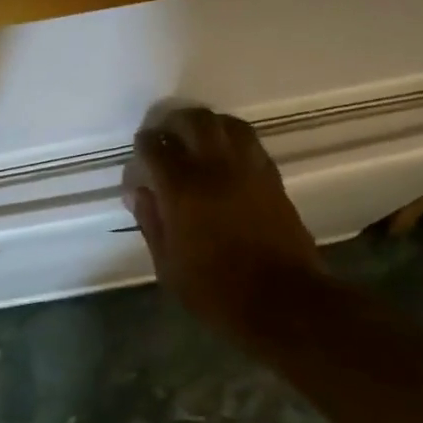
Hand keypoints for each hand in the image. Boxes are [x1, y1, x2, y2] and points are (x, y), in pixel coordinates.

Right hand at [127, 107, 322, 342]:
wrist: (284, 301)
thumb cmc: (217, 290)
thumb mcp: (168, 266)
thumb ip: (150, 222)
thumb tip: (138, 191)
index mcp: (183, 189)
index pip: (156, 148)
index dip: (144, 144)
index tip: (140, 151)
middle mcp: (216, 168)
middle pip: (195, 121)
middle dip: (175, 121)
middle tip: (165, 134)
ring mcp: (249, 170)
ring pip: (228, 124)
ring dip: (208, 124)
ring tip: (196, 138)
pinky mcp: (273, 179)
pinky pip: (250, 143)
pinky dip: (233, 139)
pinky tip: (225, 156)